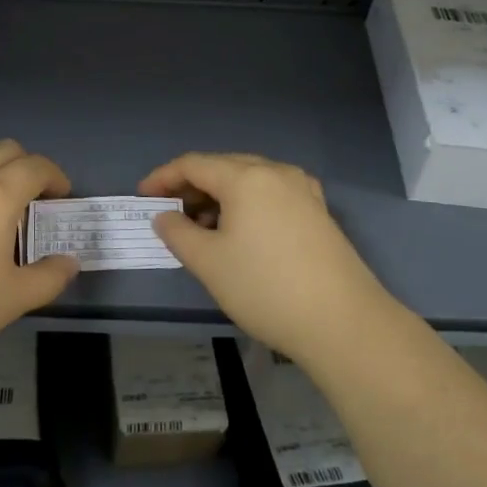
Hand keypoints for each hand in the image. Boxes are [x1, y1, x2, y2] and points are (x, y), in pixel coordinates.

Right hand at [139, 152, 390, 359]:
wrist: (343, 322)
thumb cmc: (265, 288)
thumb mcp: (209, 263)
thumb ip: (178, 233)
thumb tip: (165, 216)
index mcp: (246, 177)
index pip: (193, 164)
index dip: (163, 177)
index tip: (143, 195)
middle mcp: (276, 172)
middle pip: (223, 166)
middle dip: (192, 186)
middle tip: (170, 212)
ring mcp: (303, 190)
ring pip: (249, 181)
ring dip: (220, 196)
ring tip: (201, 227)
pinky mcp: (318, 212)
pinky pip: (271, 195)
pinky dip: (247, 205)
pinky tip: (240, 232)